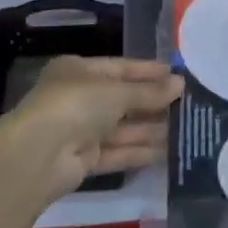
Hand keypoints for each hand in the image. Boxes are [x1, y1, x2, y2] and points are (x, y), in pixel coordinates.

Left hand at [4, 57, 181, 199]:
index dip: (148, 71)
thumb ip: (149, 91)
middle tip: (188, 104)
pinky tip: (165, 152)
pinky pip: (116, 152)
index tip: (178, 75)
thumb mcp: (117, 91)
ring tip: (184, 129)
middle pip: (122, 99)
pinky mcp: (83, 159)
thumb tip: (180, 83)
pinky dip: (137, 151)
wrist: (39, 154)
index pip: (119, 67)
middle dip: (152, 103)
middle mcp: (77, 98)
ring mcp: (79, 130)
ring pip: (121, 128)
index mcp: (78, 71)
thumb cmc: (76, 105)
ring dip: (149, 129)